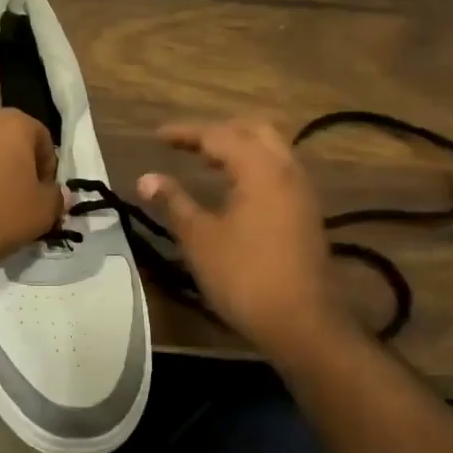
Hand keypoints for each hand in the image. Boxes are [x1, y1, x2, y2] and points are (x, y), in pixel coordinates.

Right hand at [138, 118, 342, 356]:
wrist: (301, 322)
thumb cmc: (244, 277)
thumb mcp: (200, 238)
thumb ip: (174, 201)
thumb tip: (146, 178)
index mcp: (260, 169)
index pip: (218, 135)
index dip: (185, 133)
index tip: (157, 137)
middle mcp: (286, 170)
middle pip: (253, 130)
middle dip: (218, 132)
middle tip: (187, 145)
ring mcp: (302, 191)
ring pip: (271, 150)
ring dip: (238, 148)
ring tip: (205, 162)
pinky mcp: (306, 212)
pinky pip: (278, 171)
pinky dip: (253, 167)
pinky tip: (233, 189)